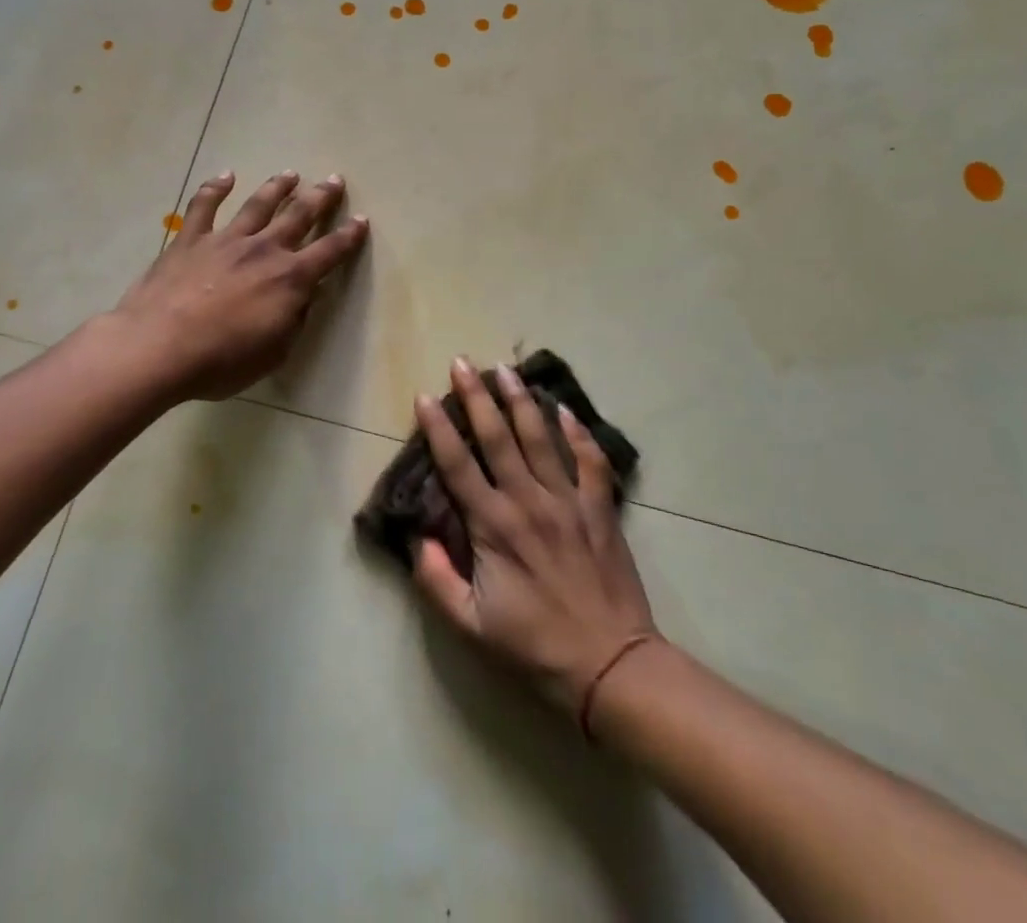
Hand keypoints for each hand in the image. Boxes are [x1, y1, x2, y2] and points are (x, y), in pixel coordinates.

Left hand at [111, 171, 368, 402]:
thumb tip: (305, 298)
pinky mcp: (191, 240)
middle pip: (298, 215)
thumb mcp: (274, 353)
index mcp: (290, 279)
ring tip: (290, 174)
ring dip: (277, 187)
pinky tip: (225, 176)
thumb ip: (293, 321)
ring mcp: (226, 240)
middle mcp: (264, 250)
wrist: (159, 347)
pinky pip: (204, 206)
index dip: (348, 236)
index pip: (329, 252)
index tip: (361, 220)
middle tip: (333, 180)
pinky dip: (215, 188)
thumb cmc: (221, 361)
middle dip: (320, 197)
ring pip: (258, 204)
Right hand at [412, 360, 658, 713]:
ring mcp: (567, 500)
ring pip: (540, 437)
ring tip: (505, 369)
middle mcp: (528, 500)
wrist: (610, 665)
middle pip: (497, 436)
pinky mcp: (599, 507)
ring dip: (520, 400)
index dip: (438, 428)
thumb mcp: (471, 625)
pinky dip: (577, 431)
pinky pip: (589, 460)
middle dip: (477, 396)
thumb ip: (436, 580)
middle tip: (462, 362)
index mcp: (493, 526)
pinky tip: (564, 408)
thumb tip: (416, 538)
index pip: (457, 465)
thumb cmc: (535, 646)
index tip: (425, 396)